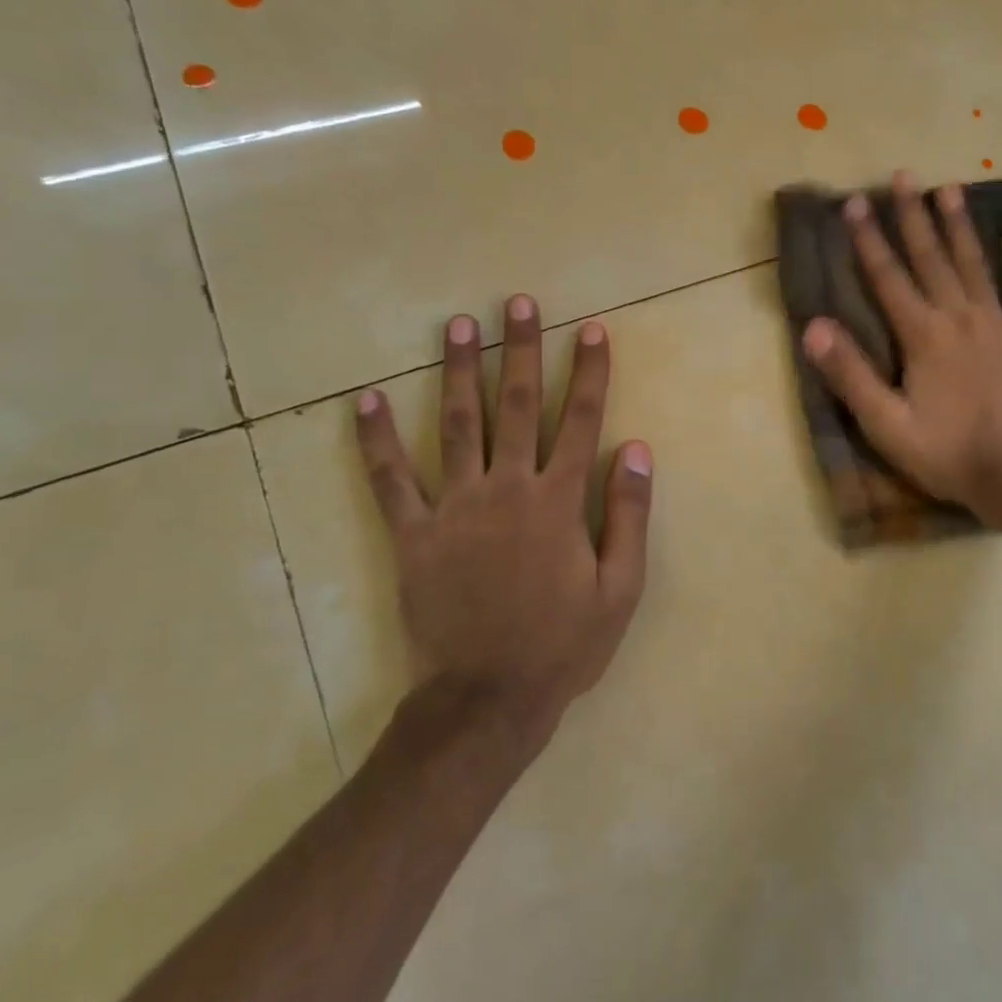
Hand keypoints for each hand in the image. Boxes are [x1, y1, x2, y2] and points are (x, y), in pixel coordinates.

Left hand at [354, 295, 652, 747]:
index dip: (589, 373)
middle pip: (518, 405)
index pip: (581, 421)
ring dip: (458, 370)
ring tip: (458, 325)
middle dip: (522, 350)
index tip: (591, 330)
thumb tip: (636, 448)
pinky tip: (365, 400)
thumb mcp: (621, 587)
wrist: (488, 699)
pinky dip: (376, 439)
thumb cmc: (564, 643)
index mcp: (559, 501)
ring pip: (457, 424)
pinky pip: (390, 480)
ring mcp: (455, 508)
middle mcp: (508, 489)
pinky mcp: (413, 534)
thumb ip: (630, 514)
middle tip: (519, 303)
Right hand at [802, 171, 1001, 512]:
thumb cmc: (944, 452)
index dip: (868, 239)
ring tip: (950, 188)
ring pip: (975, 265)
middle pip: (932, 258)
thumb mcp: (885, 423)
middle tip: (904, 176)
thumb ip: (850, 374)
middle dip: (913, 216)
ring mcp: (998, 325)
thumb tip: (814, 326)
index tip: (854, 202)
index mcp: (922, 335)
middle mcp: (959, 317)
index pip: (888, 277)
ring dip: (960, 226)